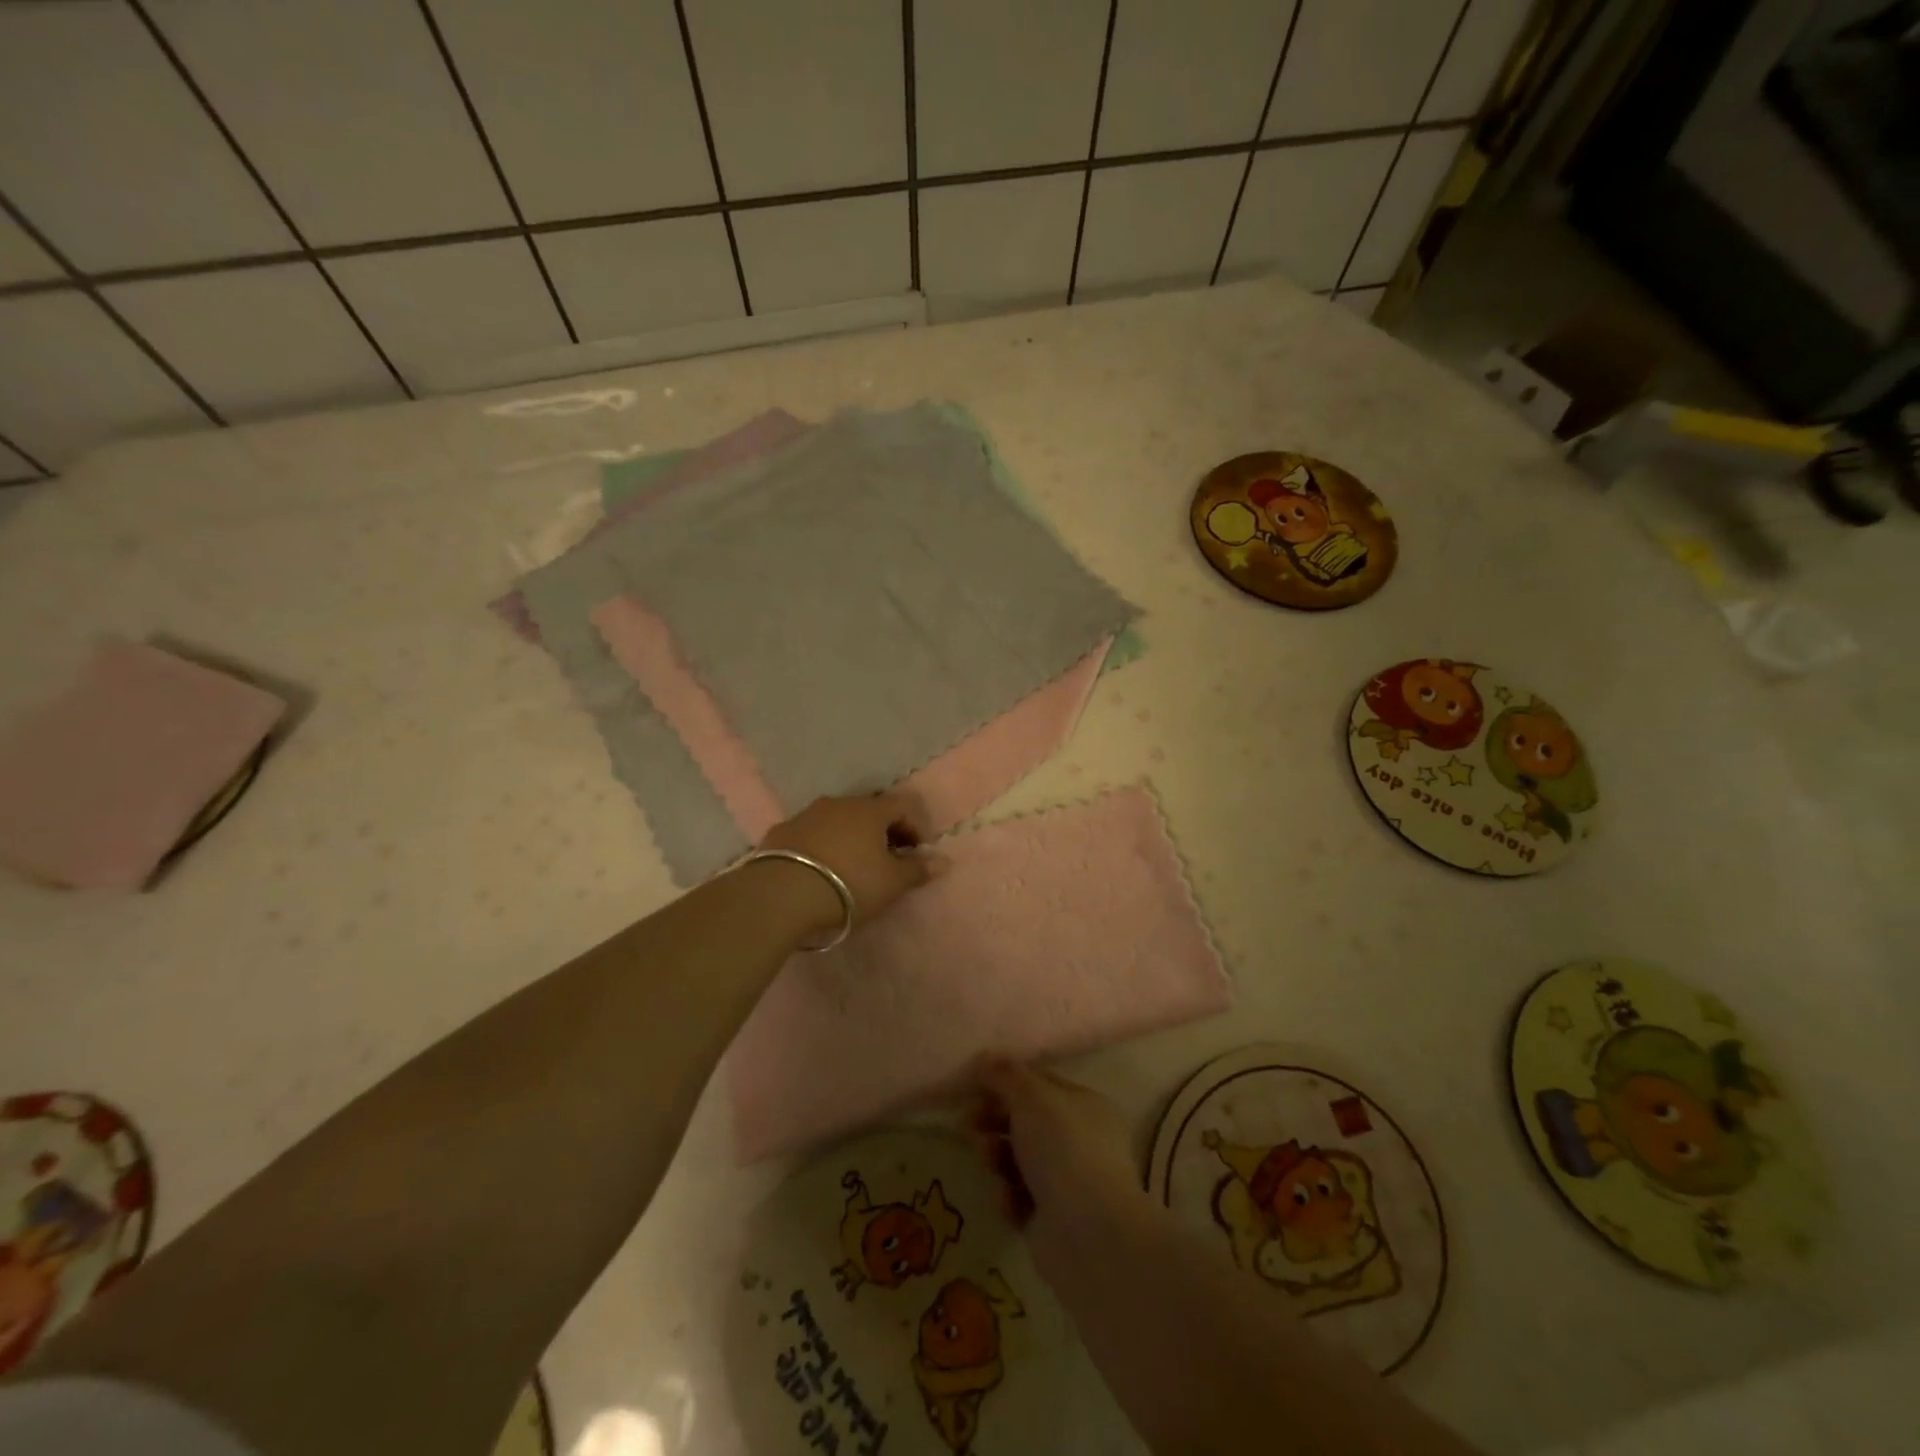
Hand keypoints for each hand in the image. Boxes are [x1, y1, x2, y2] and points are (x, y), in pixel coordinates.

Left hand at [760, 793, 931, 932]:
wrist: (781, 895)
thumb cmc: (849, 884)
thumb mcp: (891, 883)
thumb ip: (917, 870)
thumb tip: (943, 860)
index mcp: (870, 810)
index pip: (902, 806)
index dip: (915, 827)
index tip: (917, 853)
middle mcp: (838, 803)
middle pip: (869, 810)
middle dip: (882, 831)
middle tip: (886, 860)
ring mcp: (806, 815)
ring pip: (837, 820)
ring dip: (850, 837)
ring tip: (852, 867)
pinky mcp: (780, 832)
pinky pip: (811, 834)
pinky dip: (822, 846)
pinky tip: (820, 871)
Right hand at [970, 1060, 1143, 1257]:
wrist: (1088, 1234)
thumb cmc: (1063, 1148)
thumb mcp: (1031, 1097)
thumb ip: (1006, 1075)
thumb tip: (986, 1059)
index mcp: (1086, 1105)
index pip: (1042, 1084)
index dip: (1007, 1081)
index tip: (974, 1086)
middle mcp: (1081, 1141)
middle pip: (1027, 1122)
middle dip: (995, 1120)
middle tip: (968, 1123)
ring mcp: (1069, 1183)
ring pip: (1019, 1160)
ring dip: (997, 1157)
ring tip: (988, 1161)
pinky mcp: (1052, 1221)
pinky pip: (1020, 1198)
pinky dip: (1010, 1197)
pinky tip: (1010, 1200)